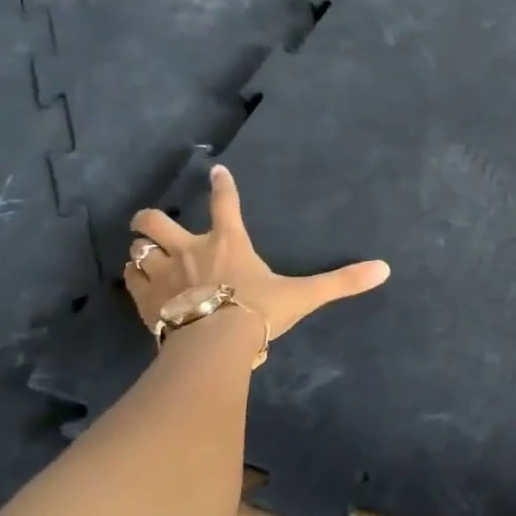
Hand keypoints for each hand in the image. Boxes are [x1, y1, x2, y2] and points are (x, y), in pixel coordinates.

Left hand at [124, 163, 389, 344]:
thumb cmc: (258, 311)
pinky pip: (130, 282)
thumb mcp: (304, 296)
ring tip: (148, 258)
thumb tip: (385, 269)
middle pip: (155, 220)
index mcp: (228, 242)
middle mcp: (190, 250)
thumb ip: (341, 282)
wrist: (214, 344)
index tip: (216, 171)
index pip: (225, 203)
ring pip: (137, 250)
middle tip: (157, 224)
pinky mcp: (146, 302)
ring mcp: (163, 276)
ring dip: (141, 251)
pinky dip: (134, 280)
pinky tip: (141, 287)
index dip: (222, 185)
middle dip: (152, 219)